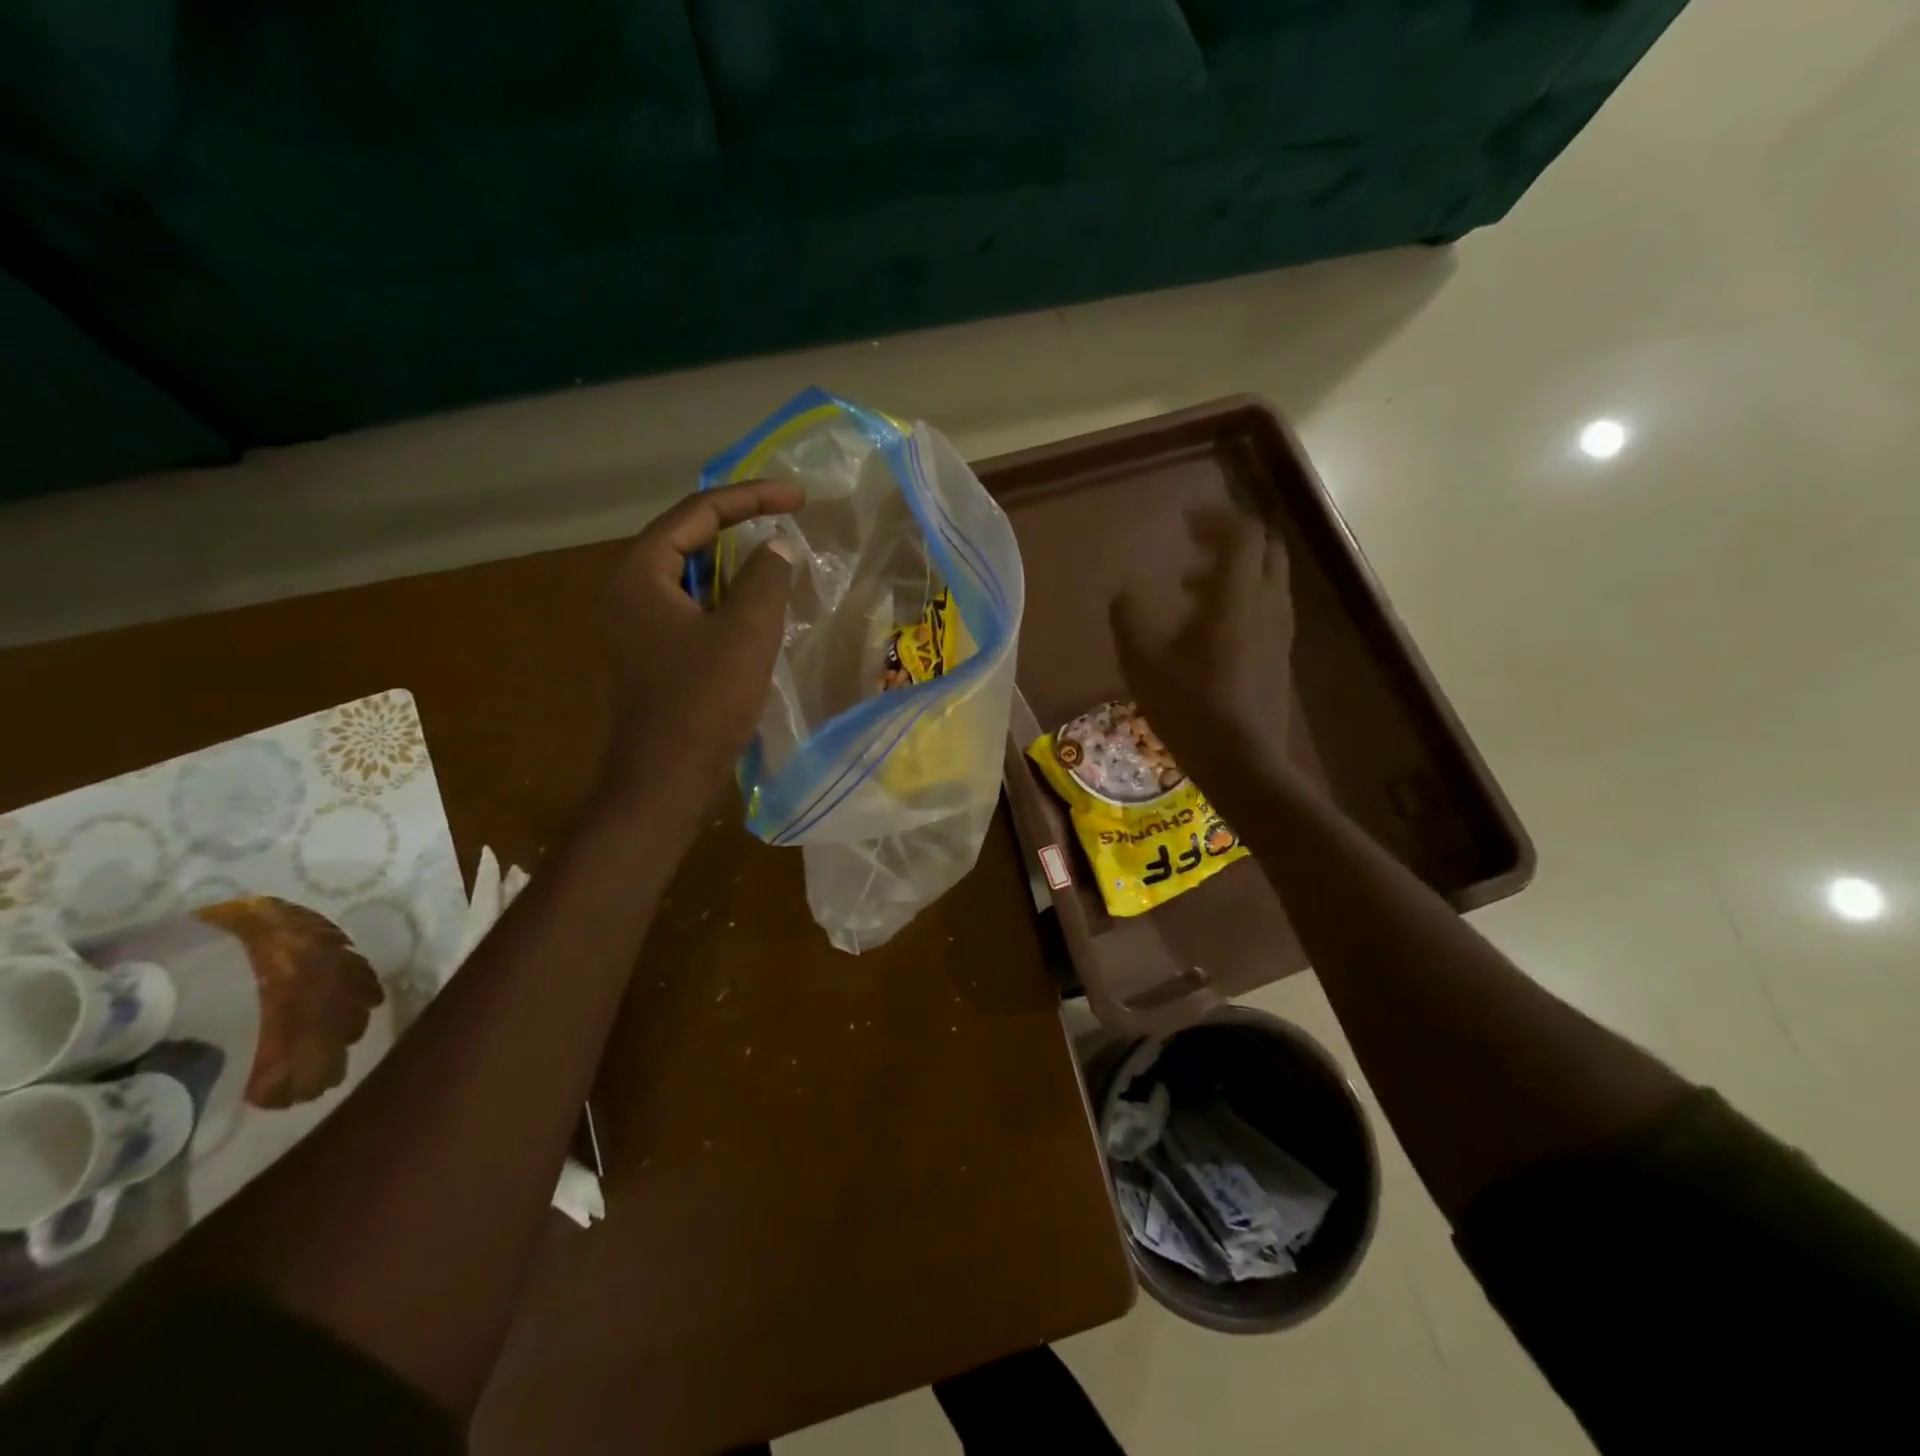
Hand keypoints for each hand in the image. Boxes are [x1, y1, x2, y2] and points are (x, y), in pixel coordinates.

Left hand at [598, 479, 803, 811]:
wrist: (667, 779)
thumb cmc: (704, 701)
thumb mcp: (747, 632)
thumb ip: (766, 577)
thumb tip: (776, 546)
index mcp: (640, 572)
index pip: (698, 512)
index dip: (752, 498)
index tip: (799, 497)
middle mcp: (629, 589)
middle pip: (688, 537)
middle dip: (740, 524)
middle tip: (788, 517)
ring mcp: (637, 623)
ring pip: (692, 575)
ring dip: (735, 563)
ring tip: (779, 555)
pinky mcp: (652, 652)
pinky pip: (692, 606)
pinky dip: (726, 597)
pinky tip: (758, 606)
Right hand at [1109, 506, 1295, 786]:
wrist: (1244, 762)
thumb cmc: (1190, 709)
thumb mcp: (1143, 664)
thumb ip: (1129, 618)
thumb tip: (1124, 589)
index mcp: (1237, 597)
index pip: (1242, 534)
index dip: (1216, 517)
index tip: (1185, 518)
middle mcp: (1268, 603)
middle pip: (1266, 547)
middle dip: (1232, 536)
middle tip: (1193, 543)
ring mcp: (1280, 630)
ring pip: (1269, 577)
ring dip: (1236, 568)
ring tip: (1191, 585)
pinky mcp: (1280, 654)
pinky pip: (1267, 604)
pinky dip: (1243, 595)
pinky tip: (1209, 625)